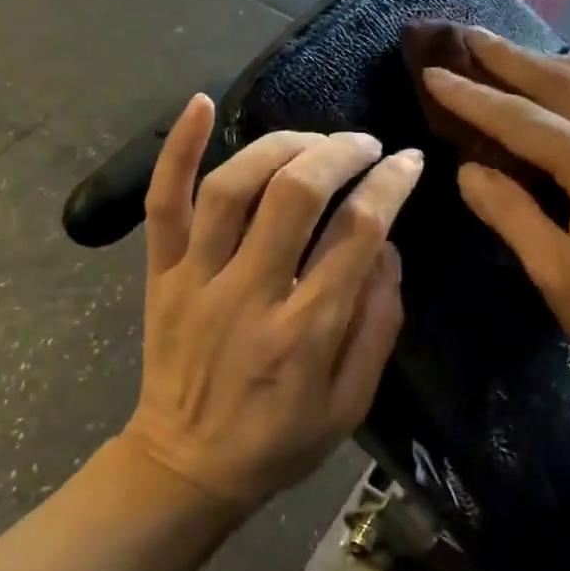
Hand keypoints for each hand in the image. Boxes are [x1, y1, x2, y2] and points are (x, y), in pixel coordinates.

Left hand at [121, 95, 424, 509]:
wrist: (186, 468)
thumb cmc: (280, 440)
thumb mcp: (352, 403)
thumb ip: (378, 323)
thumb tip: (389, 248)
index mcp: (306, 332)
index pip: (358, 233)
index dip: (390, 185)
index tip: (409, 162)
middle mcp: (251, 295)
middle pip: (297, 195)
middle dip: (341, 154)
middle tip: (366, 145)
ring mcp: (196, 280)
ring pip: (233, 187)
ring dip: (281, 146)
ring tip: (314, 140)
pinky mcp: (159, 275)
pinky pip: (163, 203)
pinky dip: (178, 149)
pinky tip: (201, 102)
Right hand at [421, 30, 569, 394]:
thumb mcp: (555, 274)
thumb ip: (510, 213)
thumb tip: (468, 168)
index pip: (524, 120)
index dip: (474, 97)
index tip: (433, 74)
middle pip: (564, 82)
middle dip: (510, 58)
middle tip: (467, 36)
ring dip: (549, 61)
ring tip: (509, 54)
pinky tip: (565, 84)